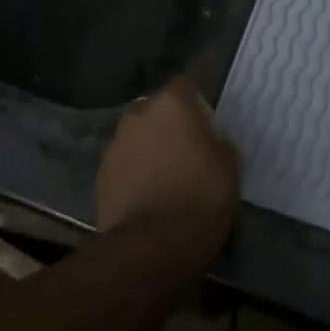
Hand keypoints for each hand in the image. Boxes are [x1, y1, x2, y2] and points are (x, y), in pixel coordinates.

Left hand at [96, 78, 239, 266]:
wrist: (153, 245)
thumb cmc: (200, 195)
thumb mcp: (229, 166)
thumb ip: (218, 143)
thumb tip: (211, 143)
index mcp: (171, 103)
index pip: (185, 85)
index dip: (196, 103)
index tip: (206, 124)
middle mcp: (138, 115)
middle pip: (155, 110)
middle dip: (166, 125)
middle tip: (185, 151)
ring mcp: (114, 146)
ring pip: (136, 139)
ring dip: (148, 150)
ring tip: (165, 178)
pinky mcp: (100, 177)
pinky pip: (123, 167)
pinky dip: (133, 176)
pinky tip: (147, 198)